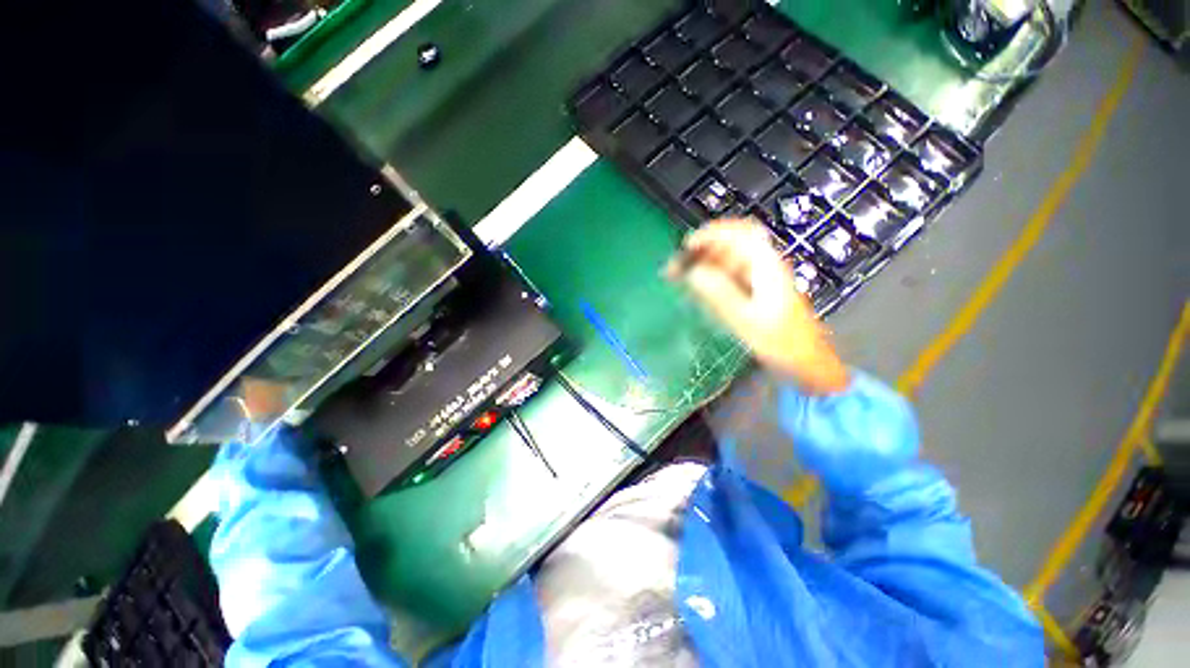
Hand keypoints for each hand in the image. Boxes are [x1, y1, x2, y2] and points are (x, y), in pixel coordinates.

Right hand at [666, 219, 848, 394]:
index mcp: (766, 265)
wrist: (803, 360)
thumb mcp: (745, 319)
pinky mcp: (755, 290)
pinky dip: (710, 275)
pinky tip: (697, 288)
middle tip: (678, 265)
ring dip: (703, 262)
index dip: (711, 234)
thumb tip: (692, 272)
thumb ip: (718, 293)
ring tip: (680, 276)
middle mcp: (763, 265)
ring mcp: (760, 277)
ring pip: (727, 259)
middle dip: (702, 249)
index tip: (686, 246)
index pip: (739, 234)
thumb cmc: (778, 341)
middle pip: (731, 243)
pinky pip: (729, 274)